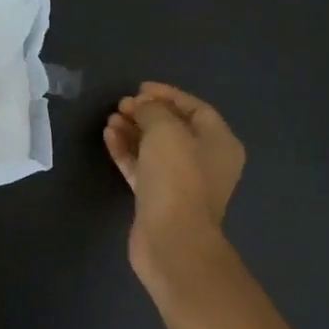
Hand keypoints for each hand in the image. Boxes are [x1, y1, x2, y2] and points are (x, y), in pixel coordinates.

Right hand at [104, 82, 244, 287]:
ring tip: (111, 119)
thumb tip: (141, 106)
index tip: (140, 88)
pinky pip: (142, 168)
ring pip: (155, 149)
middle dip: (147, 114)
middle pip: (174, 129)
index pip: (195, 109)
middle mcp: (204, 162)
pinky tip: (109, 137)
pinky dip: (127, 152)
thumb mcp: (166, 132)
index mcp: (220, 143)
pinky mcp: (157, 199)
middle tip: (121, 105)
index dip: (168, 95)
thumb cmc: (177, 179)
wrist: (171, 240)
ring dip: (133, 132)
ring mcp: (181, 183)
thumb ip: (152, 111)